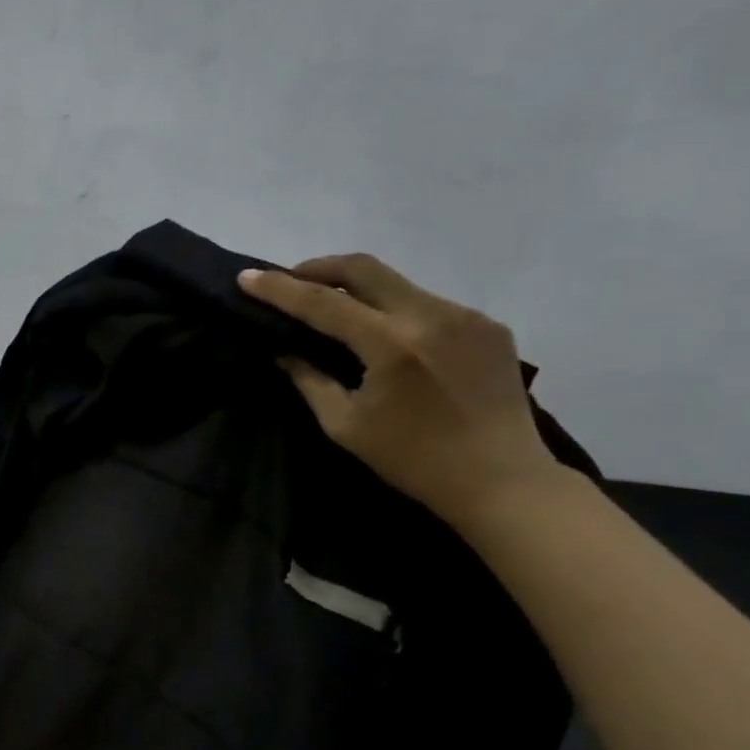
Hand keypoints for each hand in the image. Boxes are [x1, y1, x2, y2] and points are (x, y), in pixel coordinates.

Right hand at [237, 253, 565, 528]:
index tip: (247, 277)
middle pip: (364, 268)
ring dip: (358, 290)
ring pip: (397, 284)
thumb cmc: (413, 461)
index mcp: (392, 345)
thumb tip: (283, 351)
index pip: (322, 303)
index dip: (279, 289)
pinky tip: (386, 335)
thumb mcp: (345, 425)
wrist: (502, 481)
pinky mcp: (488, 325)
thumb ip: (309, 380)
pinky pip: (428, 303)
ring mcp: (466, 316)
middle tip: (289, 279)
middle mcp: (431, 316)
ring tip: (334, 310)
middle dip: (319, 268)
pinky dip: (395, 310)